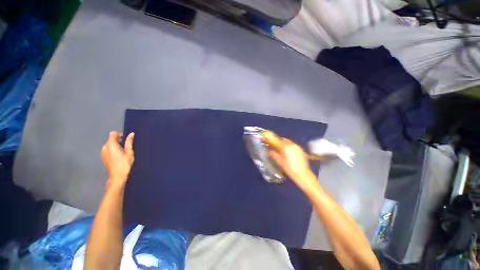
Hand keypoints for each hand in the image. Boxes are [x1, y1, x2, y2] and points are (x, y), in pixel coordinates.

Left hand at [101, 131, 134, 187]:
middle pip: (111, 139)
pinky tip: (119, 157)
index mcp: (111, 144)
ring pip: (109, 144)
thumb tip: (131, 134)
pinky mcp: (103, 157)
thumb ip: (129, 142)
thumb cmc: (125, 163)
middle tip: (126, 148)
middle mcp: (104, 147)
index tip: (126, 140)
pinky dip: (113, 150)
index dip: (120, 135)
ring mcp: (102, 152)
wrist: (117, 176)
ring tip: (123, 153)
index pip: (113, 133)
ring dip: (116, 146)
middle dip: (119, 141)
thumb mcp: (129, 152)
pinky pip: (108, 150)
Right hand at [263, 131, 317, 188]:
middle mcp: (292, 144)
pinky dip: (290, 147)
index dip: (273, 140)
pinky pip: (294, 146)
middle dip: (279, 142)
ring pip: (289, 142)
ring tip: (282, 150)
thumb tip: (269, 151)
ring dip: (285, 144)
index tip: (270, 142)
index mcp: (285, 146)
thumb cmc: (288, 168)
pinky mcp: (301, 150)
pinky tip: (289, 154)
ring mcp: (297, 147)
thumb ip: (273, 154)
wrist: (302, 174)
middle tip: (276, 147)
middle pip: (284, 140)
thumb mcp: (279, 161)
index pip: (277, 140)